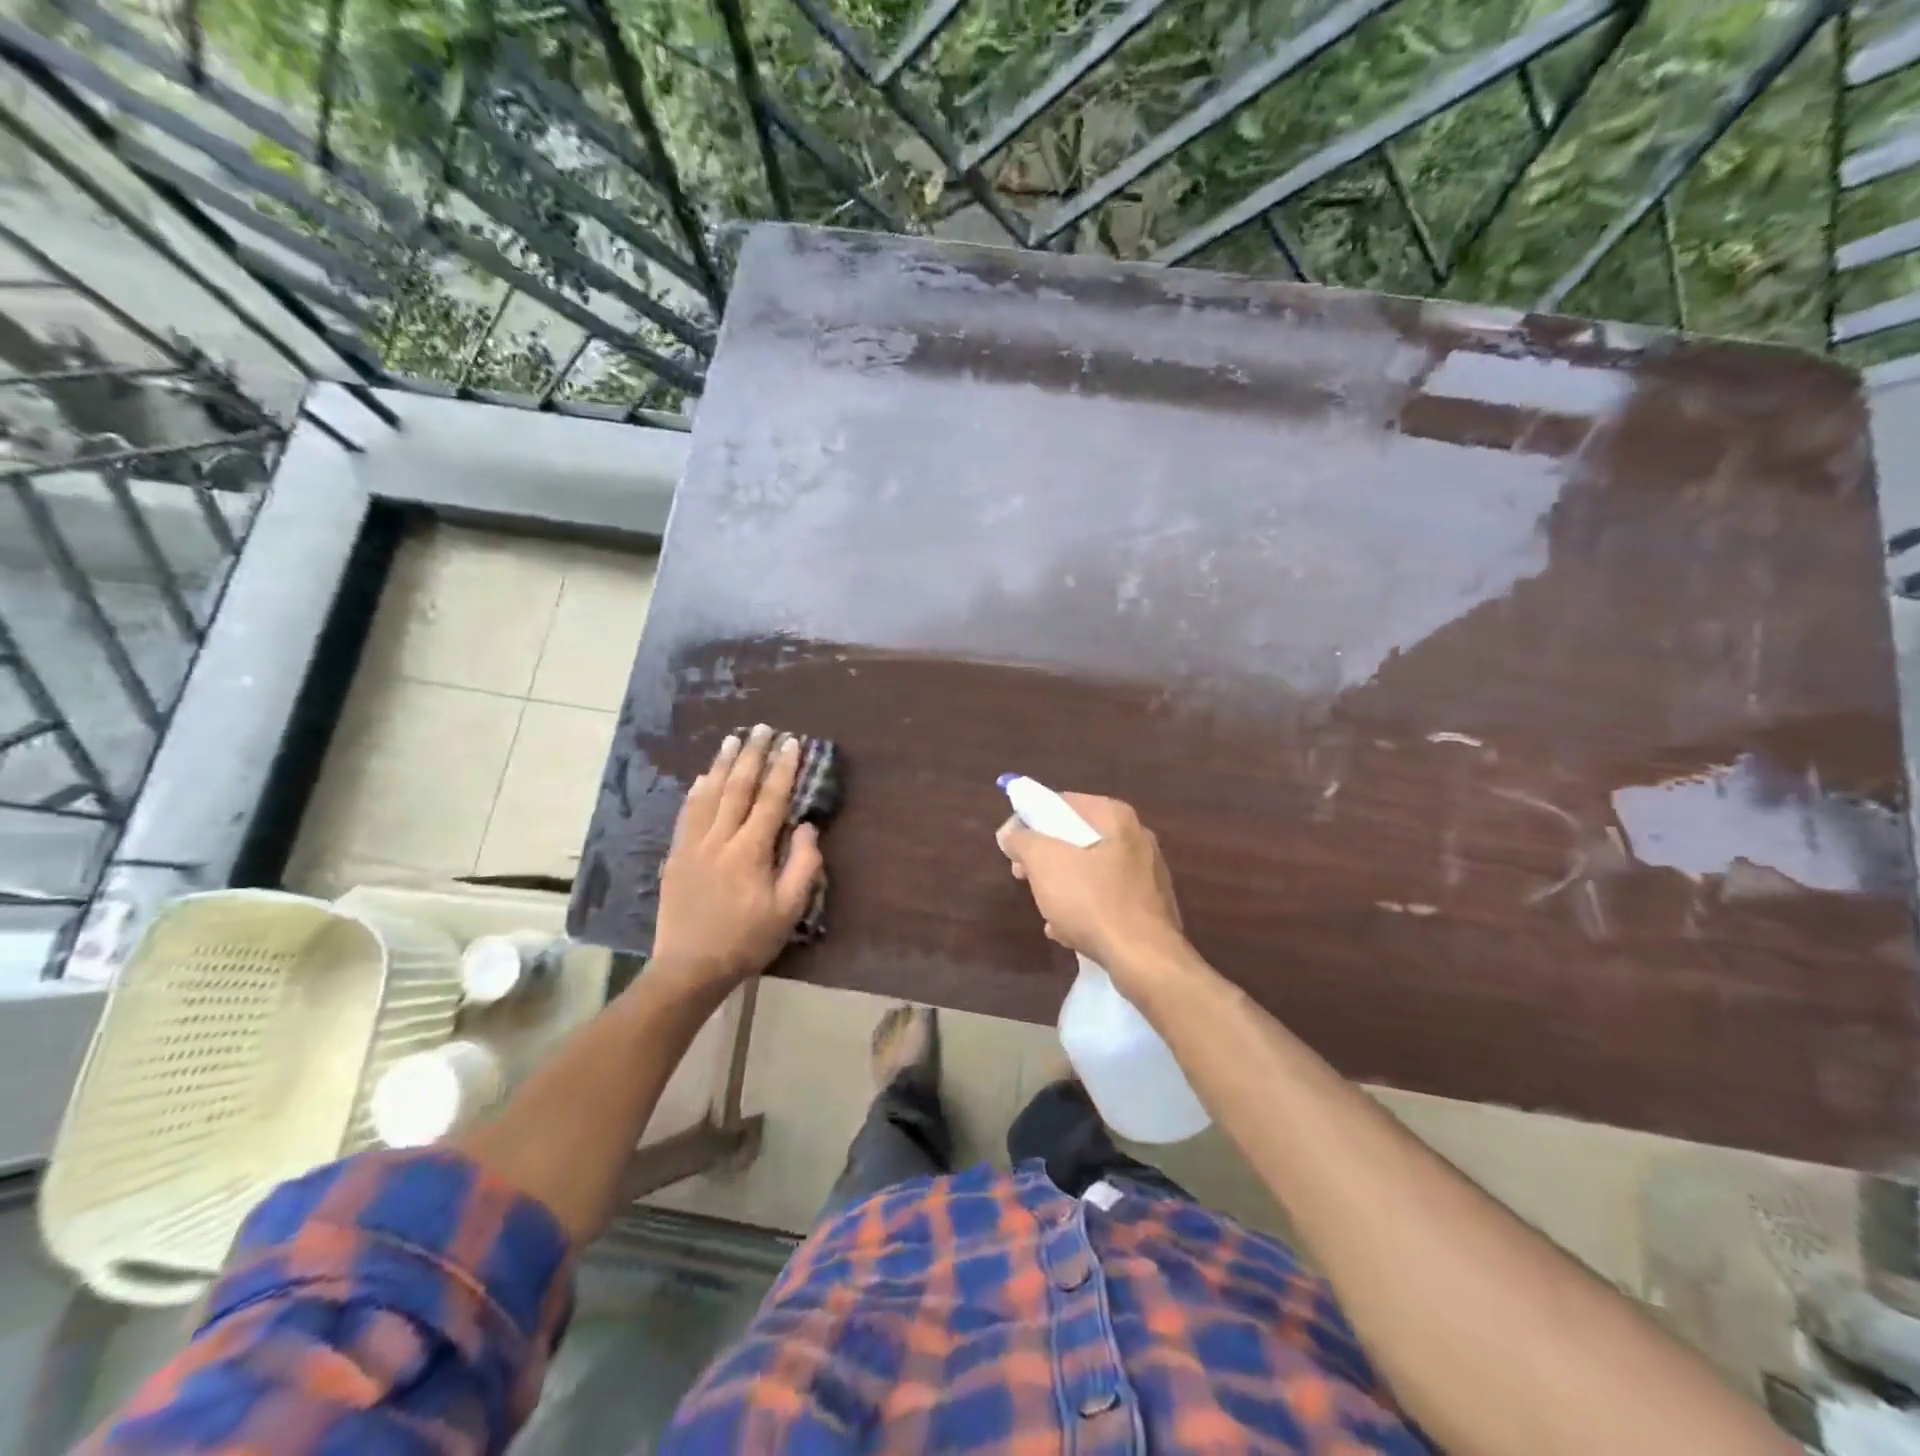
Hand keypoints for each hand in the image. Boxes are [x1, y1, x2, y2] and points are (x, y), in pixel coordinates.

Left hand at [652, 725, 823, 988]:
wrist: (690, 967)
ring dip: (722, 764)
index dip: (783, 768)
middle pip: (737, 787)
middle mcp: (719, 839)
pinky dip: (696, 791)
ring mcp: (692, 845)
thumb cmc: (747, 940)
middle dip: (752, 755)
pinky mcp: (675, 856)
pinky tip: (701, 778)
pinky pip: (686, 813)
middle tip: (763, 728)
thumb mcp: (788, 910)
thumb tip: (807, 826)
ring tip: (732, 739)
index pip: (770, 799)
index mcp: (750, 851)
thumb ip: (802, 865)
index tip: (793, 743)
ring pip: (708, 794)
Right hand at [996, 792, 1184, 974]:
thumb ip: (1022, 840)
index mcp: (1115, 818)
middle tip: (1022, 874)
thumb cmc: (1093, 902)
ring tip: (1045, 909)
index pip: (1063, 803)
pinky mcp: (1149, 908)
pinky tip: (1067, 931)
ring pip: (1091, 871)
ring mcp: (1147, 875)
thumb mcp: (1045, 863)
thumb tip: (1010, 832)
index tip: (1011, 844)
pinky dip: (1084, 909)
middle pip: (1077, 838)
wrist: (1145, 960)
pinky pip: (1106, 899)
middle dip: (1045, 857)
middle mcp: (1137, 838)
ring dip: (1062, 886)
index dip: (1030, 819)